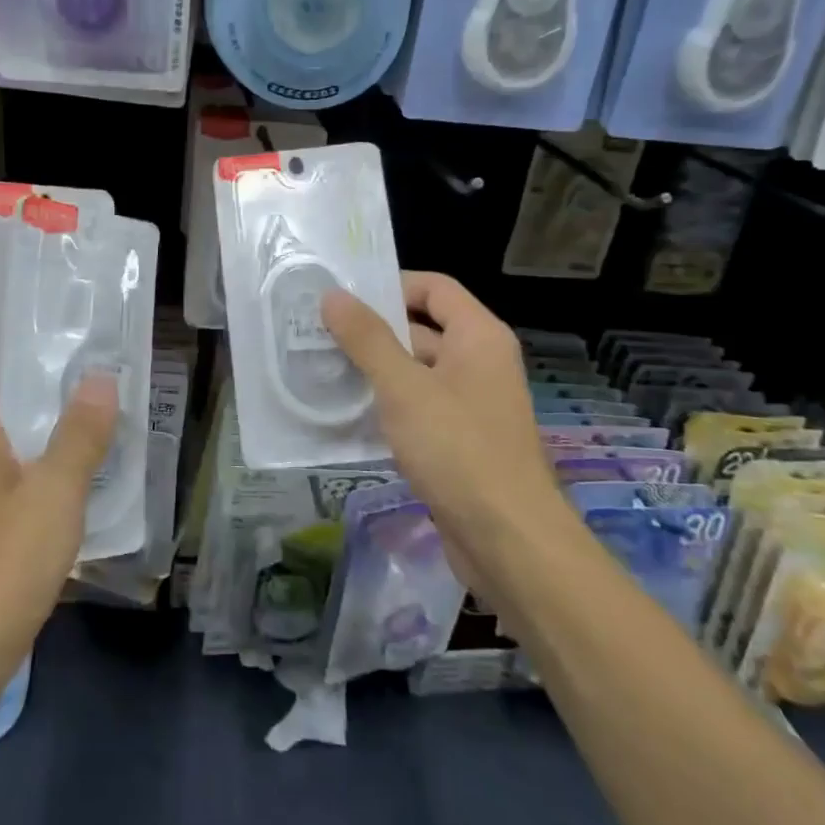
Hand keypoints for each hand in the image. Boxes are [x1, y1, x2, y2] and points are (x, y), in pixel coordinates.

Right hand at [321, 272, 563, 558]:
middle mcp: (480, 363)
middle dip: (373, 330)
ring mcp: (470, 404)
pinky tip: (346, 413)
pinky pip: (418, 408)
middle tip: (318, 331)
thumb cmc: (458, 449)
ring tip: (321, 367)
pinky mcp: (459, 442)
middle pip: (423, 329)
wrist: (507, 540)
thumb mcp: (404, 387)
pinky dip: (386, 405)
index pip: (434, 288)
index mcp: (479, 337)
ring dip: (375, 370)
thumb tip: (332, 295)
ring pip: (416, 372)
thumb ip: (367, 339)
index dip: (391, 284)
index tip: (343, 295)